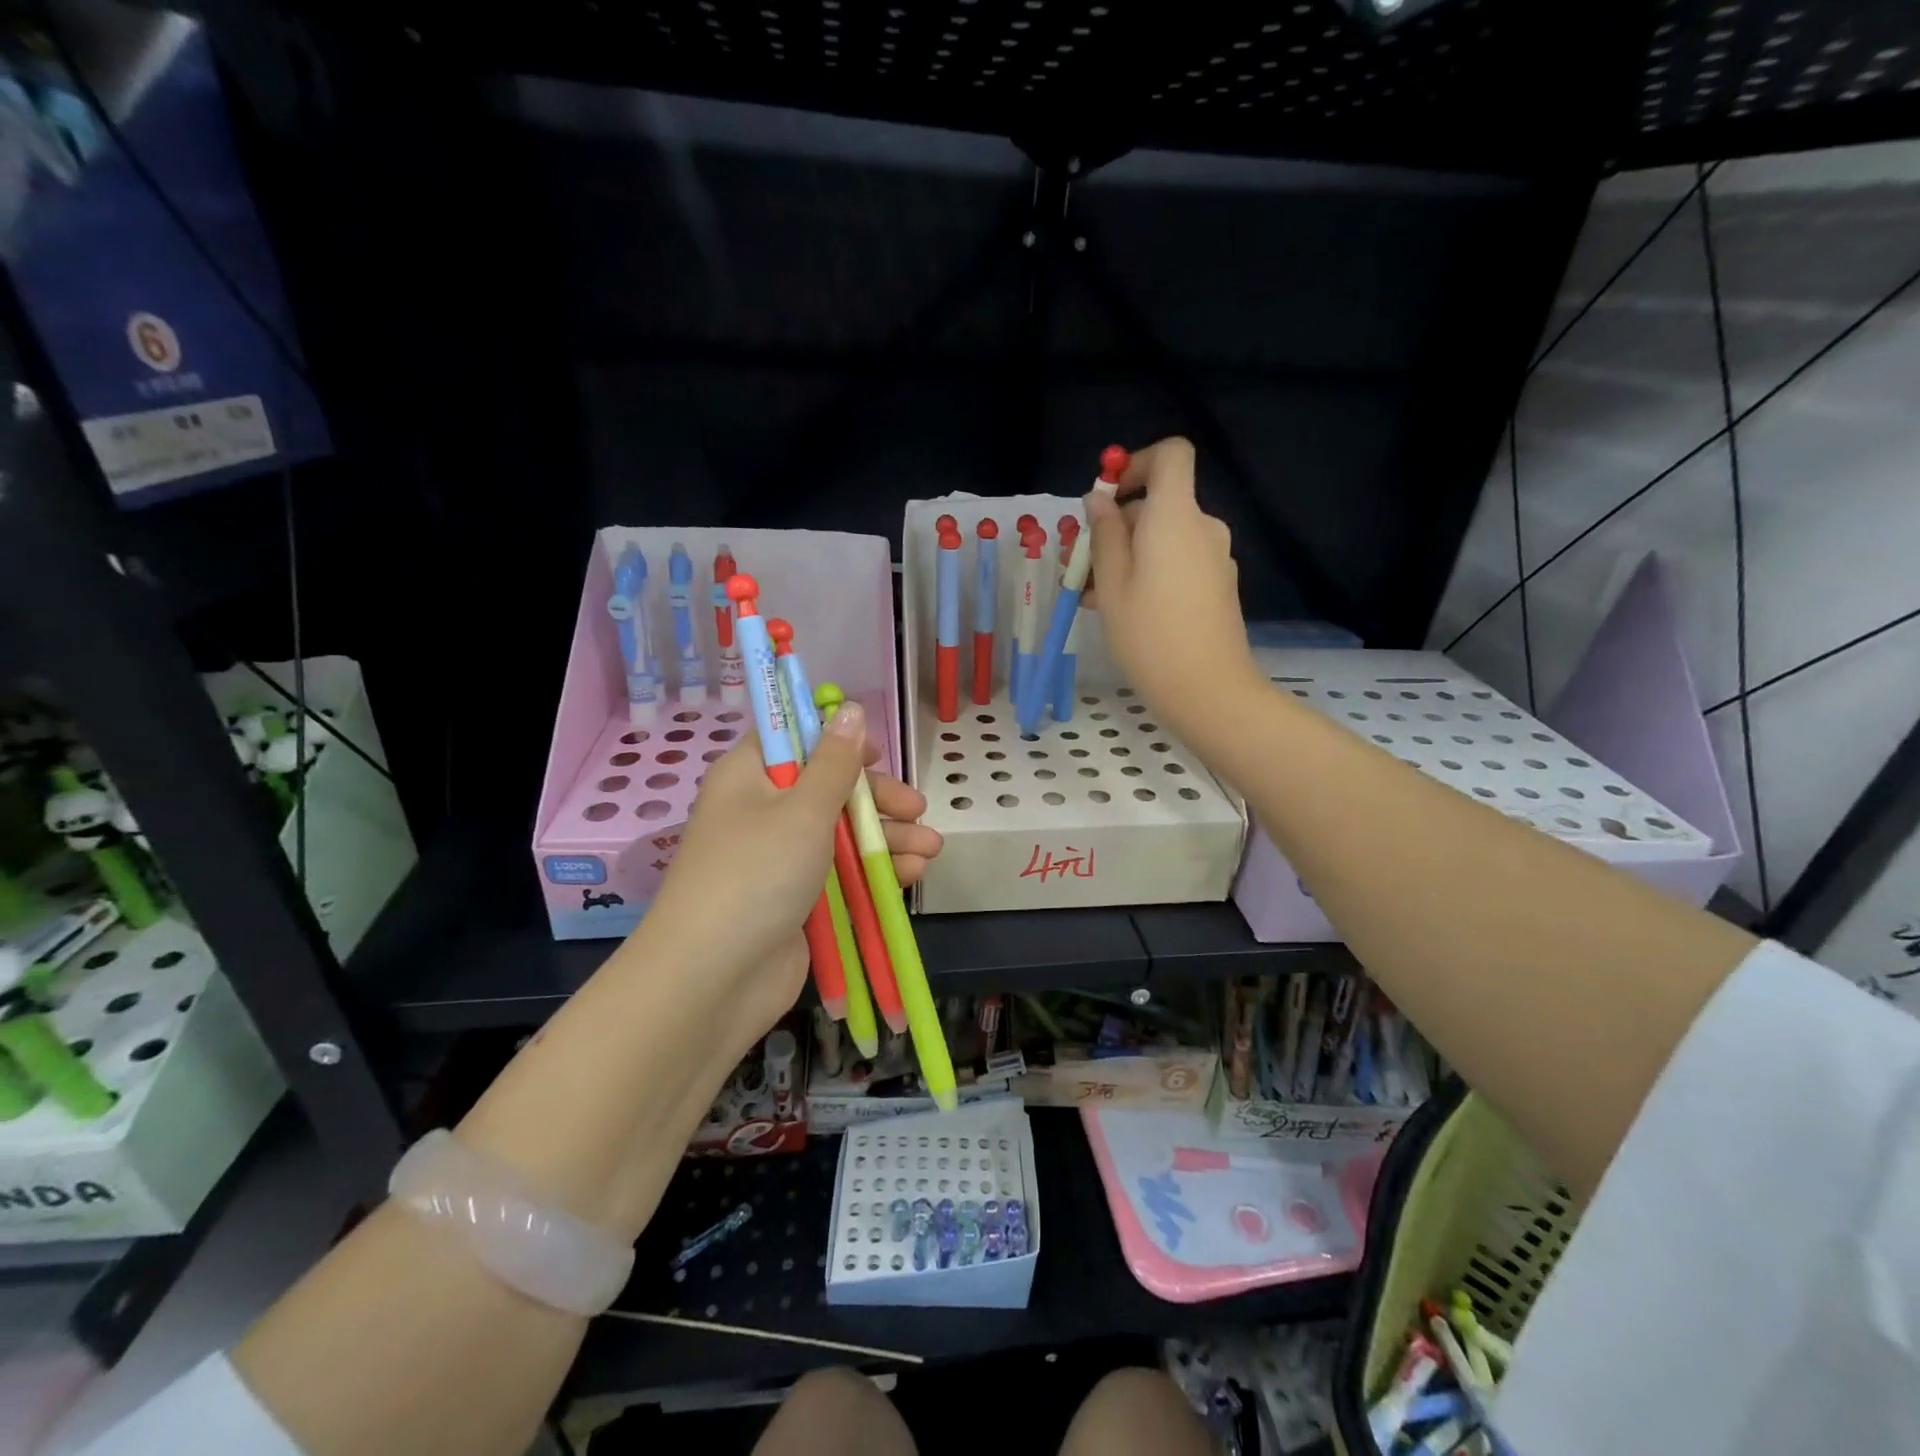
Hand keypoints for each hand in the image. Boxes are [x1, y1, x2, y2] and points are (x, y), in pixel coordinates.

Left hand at [630, 700, 940, 1054]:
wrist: (713, 979)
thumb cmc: (757, 873)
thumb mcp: (803, 809)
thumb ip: (835, 762)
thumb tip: (846, 707)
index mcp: (750, 777)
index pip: (792, 741)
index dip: (834, 739)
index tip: (874, 751)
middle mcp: (762, 813)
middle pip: (828, 790)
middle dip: (877, 800)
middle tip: (918, 809)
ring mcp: (779, 860)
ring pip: (842, 836)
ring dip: (887, 840)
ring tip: (931, 849)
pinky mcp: (797, 901)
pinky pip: (841, 876)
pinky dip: (874, 873)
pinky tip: (912, 874)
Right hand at [1086, 438, 1259, 731]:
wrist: (1208, 689)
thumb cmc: (1150, 635)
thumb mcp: (1112, 584)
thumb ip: (1104, 535)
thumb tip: (1099, 500)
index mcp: (1176, 516)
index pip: (1171, 455)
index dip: (1137, 463)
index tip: (1107, 496)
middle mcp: (1202, 527)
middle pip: (1159, 503)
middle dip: (1117, 525)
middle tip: (1081, 564)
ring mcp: (1214, 557)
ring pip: (1164, 538)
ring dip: (1127, 555)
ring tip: (1094, 596)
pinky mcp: (1217, 584)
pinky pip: (1178, 562)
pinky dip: (1149, 572)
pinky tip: (1122, 610)